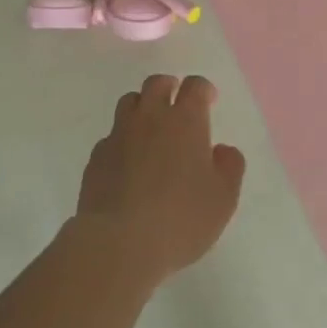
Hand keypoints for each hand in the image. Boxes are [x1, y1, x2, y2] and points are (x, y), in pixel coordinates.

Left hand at [76, 74, 245, 286]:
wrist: (118, 243)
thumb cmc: (181, 219)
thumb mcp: (223, 198)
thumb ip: (230, 167)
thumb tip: (221, 150)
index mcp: (185, 121)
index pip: (195, 86)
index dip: (203, 89)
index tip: (208, 100)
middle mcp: (150, 117)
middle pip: (156, 84)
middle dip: (169, 87)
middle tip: (176, 102)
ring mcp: (119, 135)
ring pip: (129, 102)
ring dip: (142, 107)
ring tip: (150, 128)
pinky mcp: (96, 158)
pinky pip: (110, 136)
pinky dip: (122, 140)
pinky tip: (127, 163)